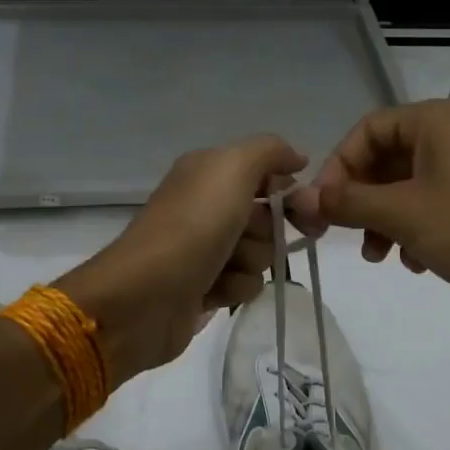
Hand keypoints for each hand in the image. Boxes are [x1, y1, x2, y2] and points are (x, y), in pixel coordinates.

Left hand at [58, 135, 307, 382]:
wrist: (144, 297)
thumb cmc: (192, 227)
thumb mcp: (232, 169)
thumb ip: (269, 152)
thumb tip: (297, 158)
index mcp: (208, 172)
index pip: (266, 174)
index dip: (289, 192)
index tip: (305, 210)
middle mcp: (205, 206)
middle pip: (266, 217)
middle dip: (265, 231)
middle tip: (243, 238)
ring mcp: (203, 248)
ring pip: (259, 254)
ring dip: (249, 262)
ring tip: (221, 267)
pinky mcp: (202, 287)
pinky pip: (243, 285)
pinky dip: (234, 288)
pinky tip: (212, 291)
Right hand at [289, 100, 449, 342]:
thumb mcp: (400, 214)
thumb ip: (345, 202)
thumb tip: (298, 199)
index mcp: (441, 121)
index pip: (370, 128)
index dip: (339, 164)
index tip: (322, 205)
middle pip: (389, 157)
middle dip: (361, 198)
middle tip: (344, 233)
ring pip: (410, 186)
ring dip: (385, 219)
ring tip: (380, 257)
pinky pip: (437, 206)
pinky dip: (415, 230)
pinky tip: (415, 263)